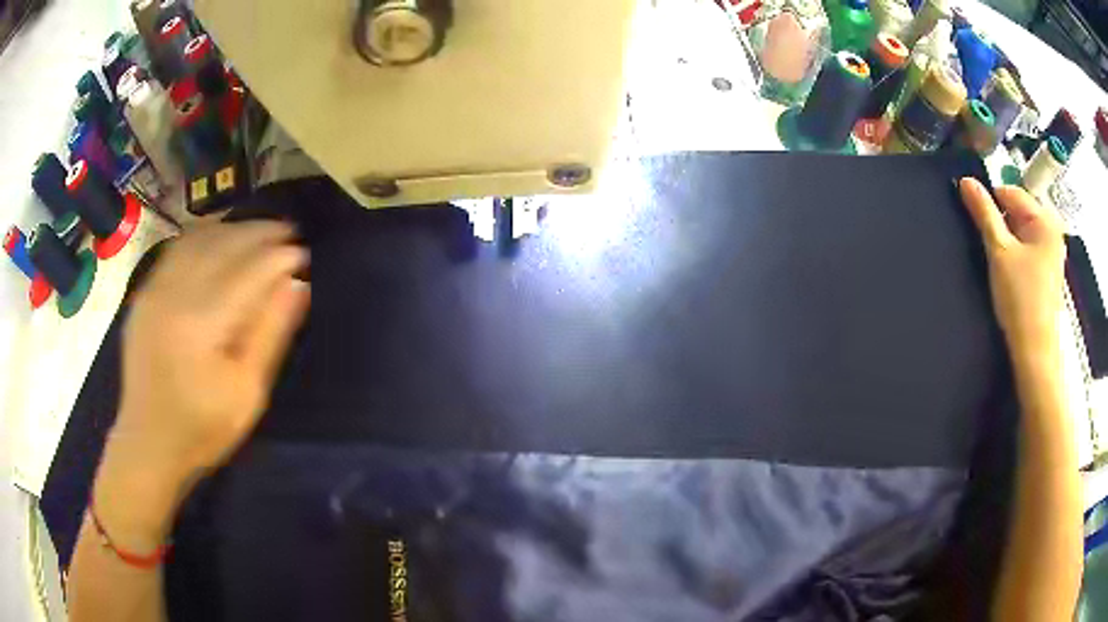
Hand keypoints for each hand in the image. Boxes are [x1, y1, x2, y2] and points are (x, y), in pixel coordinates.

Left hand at [95, 221, 309, 544]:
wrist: (148, 442)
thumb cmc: (203, 428)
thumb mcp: (247, 394)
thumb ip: (270, 335)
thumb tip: (297, 284)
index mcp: (202, 324)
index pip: (249, 271)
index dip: (279, 257)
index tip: (304, 253)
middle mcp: (175, 295)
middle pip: (224, 245)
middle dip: (260, 233)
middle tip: (289, 233)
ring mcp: (154, 290)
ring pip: (200, 239)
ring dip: (233, 229)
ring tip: (259, 232)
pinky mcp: (144, 293)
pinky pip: (177, 248)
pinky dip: (205, 236)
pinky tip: (220, 240)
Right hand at [958, 178, 1065, 357]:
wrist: (1035, 352)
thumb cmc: (1020, 299)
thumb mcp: (999, 252)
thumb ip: (983, 213)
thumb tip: (966, 181)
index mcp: (1044, 220)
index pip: (1011, 192)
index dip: (991, 203)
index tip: (977, 223)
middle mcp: (1052, 230)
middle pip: (1018, 211)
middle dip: (1001, 224)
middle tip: (991, 249)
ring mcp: (1052, 252)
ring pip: (1022, 232)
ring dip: (1008, 241)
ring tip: (1000, 264)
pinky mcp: (1048, 271)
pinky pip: (1028, 249)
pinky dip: (1016, 255)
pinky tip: (1011, 275)